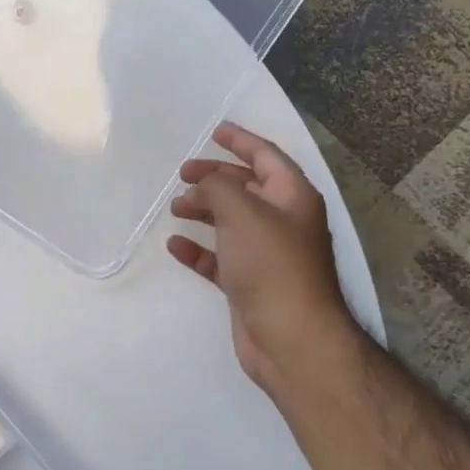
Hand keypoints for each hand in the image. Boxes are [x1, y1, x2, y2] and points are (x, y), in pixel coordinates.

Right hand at [167, 123, 358, 395]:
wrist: (290, 337)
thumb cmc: (271, 264)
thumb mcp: (241, 211)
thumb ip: (217, 187)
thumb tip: (203, 185)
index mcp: (293, 197)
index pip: (266, 157)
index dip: (241, 141)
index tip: (215, 131)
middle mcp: (284, 222)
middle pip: (246, 188)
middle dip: (215, 177)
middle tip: (183, 174)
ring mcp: (267, 255)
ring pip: (231, 222)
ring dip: (204, 210)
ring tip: (176, 207)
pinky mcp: (250, 284)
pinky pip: (220, 257)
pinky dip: (199, 249)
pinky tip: (176, 245)